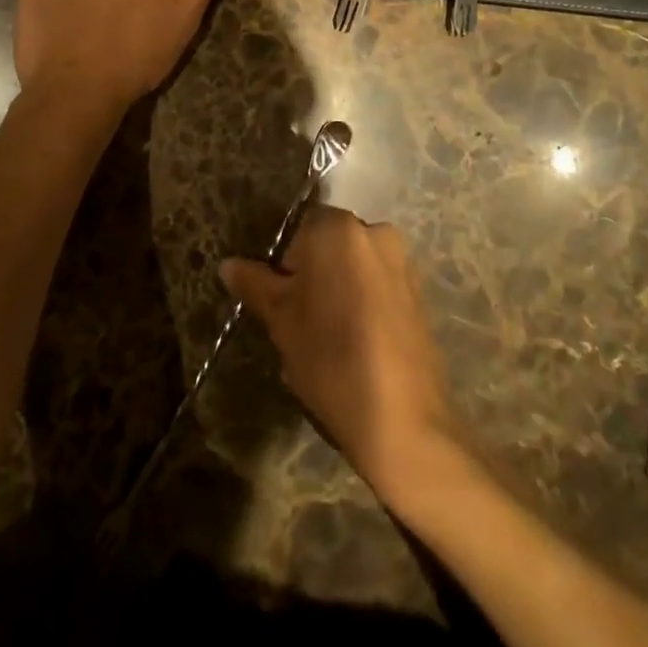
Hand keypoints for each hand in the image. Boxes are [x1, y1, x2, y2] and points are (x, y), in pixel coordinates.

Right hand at [221, 205, 458, 498]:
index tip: (281, 299)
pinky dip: (364, 304)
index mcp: (338, 227)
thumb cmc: (330, 356)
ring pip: (355, 266)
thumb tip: (228, 264)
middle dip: (313, 273)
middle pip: (329, 244)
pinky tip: (357, 345)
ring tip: (328, 338)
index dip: (285, 262)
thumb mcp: (281, 320)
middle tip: (299, 318)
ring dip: (339, 288)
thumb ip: (255, 284)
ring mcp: (402, 262)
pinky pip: (379, 286)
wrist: (402, 419)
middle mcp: (374, 232)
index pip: (299, 227)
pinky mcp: (419, 294)